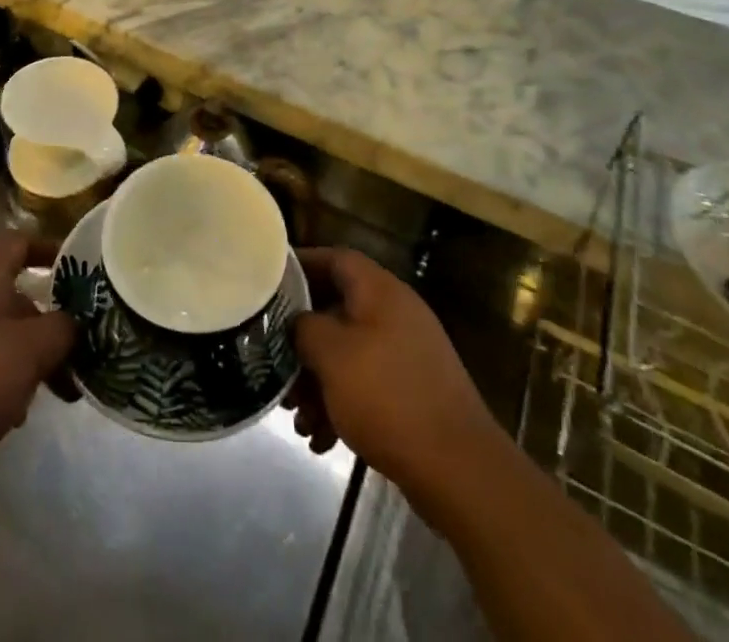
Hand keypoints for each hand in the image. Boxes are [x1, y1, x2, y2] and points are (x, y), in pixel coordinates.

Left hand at [0, 233, 73, 501]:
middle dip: (39, 323)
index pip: (20, 242)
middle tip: (64, 356)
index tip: (77, 273)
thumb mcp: (31, 353)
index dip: (51, 251)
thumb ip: (62, 329)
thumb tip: (71, 322)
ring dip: (15, 353)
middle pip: (6, 291)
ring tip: (34, 396)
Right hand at [287, 248, 499, 511]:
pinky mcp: (414, 392)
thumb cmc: (388, 397)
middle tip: (275, 363)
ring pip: (349, 353)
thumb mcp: (332, 355)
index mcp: (380, 291)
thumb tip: (297, 321)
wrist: (459, 470)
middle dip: (303, 339)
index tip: (269, 283)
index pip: (336, 258)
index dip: (301, 266)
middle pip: (338, 309)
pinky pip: (367, 385)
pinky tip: (321, 440)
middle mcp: (396, 314)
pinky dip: (341, 404)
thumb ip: (304, 327)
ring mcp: (408, 354)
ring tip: (296, 416)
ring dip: (318, 380)